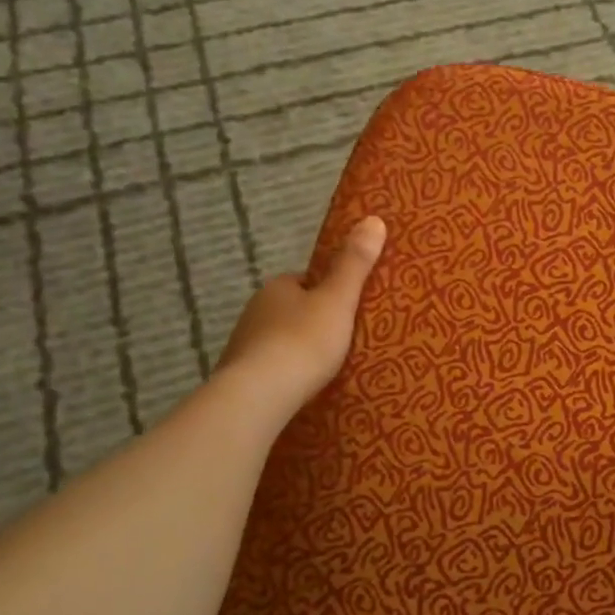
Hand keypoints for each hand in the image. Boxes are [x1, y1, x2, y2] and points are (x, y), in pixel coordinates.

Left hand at [218, 216, 386, 420]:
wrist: (258, 395)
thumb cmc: (303, 341)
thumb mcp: (338, 300)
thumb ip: (355, 264)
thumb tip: (373, 218)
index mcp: (278, 287)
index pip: (307, 280)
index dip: (330, 291)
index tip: (351, 306)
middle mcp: (255, 310)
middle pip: (293, 310)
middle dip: (313, 321)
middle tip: (345, 339)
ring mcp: (244, 345)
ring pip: (279, 340)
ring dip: (298, 349)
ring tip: (327, 368)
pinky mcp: (241, 377)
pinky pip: (270, 368)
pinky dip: (286, 374)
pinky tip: (303, 388)